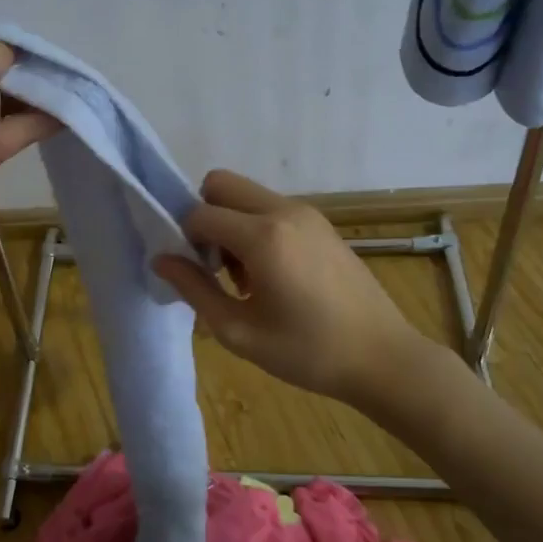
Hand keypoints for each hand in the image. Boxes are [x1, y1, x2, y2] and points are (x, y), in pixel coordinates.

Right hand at [152, 169, 425, 406]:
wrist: (382, 357)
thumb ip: (194, 289)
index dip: (184, 239)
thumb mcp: (239, 332)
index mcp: (262, 237)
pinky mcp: (322, 224)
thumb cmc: (307, 352)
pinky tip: (272, 276)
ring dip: (232, 224)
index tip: (193, 273)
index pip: (199, 213)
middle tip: (214, 265)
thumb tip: (160, 259)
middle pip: (221, 184)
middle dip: (205, 217)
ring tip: (245, 279)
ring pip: (247, 195)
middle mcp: (283, 211)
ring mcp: (307, 213)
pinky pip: (272, 209)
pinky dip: (256, 228)